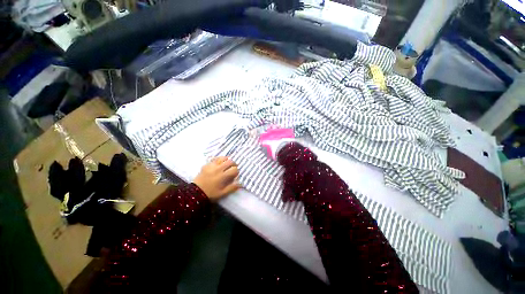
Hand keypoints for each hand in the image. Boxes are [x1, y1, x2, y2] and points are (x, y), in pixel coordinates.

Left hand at [193, 157, 240, 200]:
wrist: (195, 193)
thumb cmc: (210, 194)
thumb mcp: (222, 193)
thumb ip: (232, 188)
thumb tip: (240, 183)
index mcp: (222, 176)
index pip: (234, 169)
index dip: (236, 171)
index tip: (235, 175)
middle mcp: (218, 169)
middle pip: (230, 161)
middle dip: (234, 164)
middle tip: (233, 168)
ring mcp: (211, 166)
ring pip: (222, 158)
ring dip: (227, 160)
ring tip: (226, 164)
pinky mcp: (206, 165)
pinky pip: (215, 159)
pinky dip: (219, 160)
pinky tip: (219, 164)